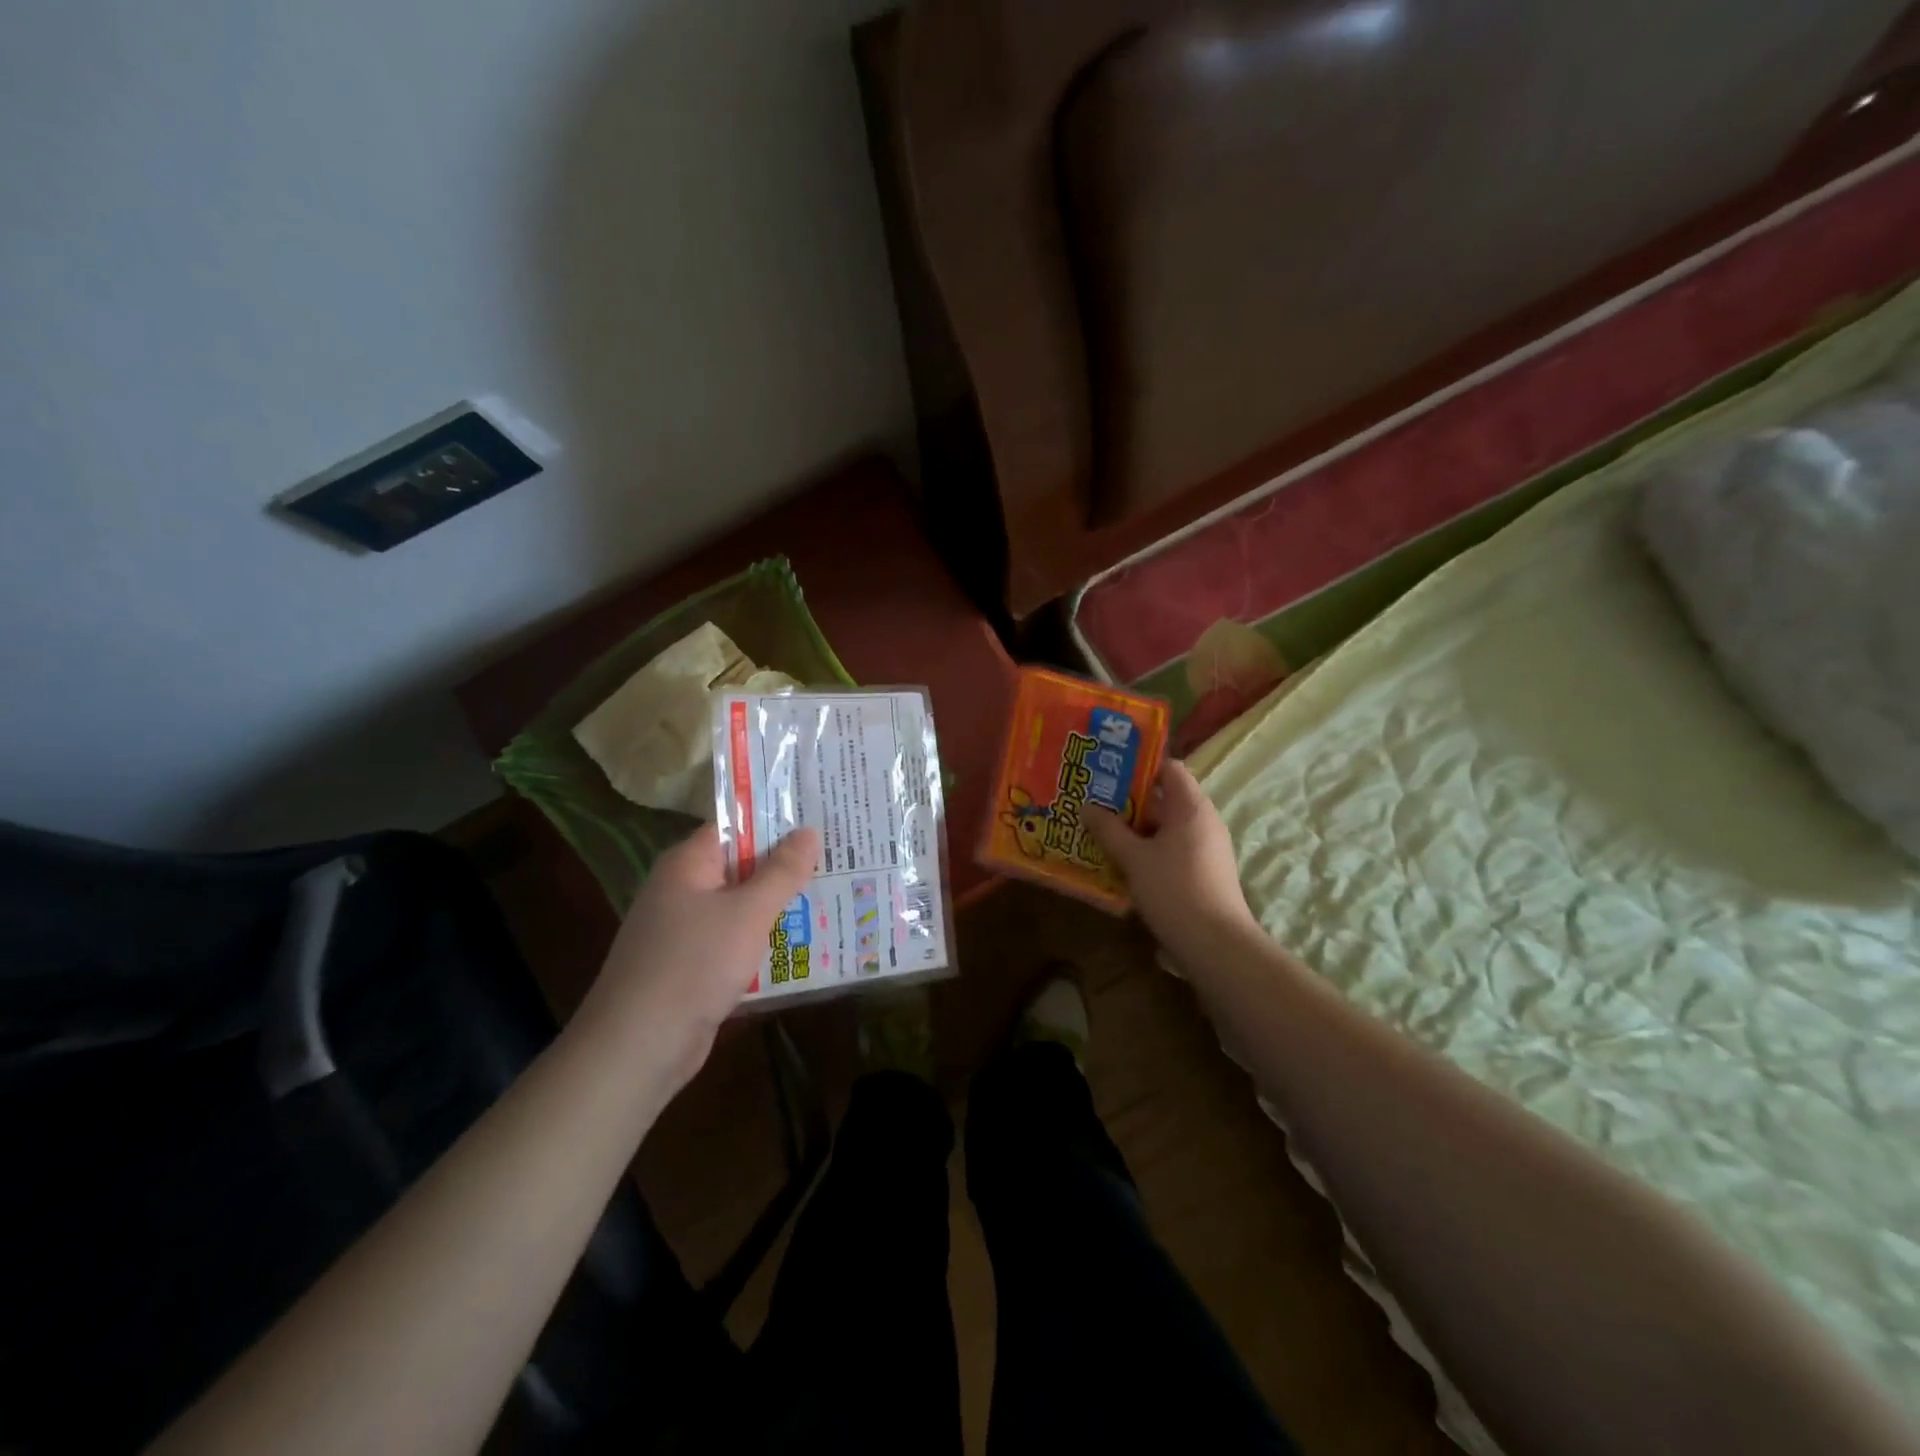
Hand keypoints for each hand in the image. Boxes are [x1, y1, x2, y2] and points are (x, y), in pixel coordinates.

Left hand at [576, 823, 820, 1088]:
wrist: (637, 1048)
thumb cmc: (692, 965)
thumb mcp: (747, 913)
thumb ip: (781, 872)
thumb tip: (809, 831)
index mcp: (688, 864)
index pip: (735, 826)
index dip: (777, 820)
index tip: (820, 817)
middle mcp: (683, 890)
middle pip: (742, 866)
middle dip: (787, 866)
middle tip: (840, 857)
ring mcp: (685, 930)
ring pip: (742, 907)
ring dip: (779, 906)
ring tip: (834, 896)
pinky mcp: (692, 966)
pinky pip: (736, 941)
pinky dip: (764, 941)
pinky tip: (804, 944)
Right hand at [1086, 760, 1260, 966]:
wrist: (1215, 945)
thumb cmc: (1174, 890)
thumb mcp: (1134, 858)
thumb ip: (1109, 830)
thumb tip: (1088, 806)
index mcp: (1191, 807)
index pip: (1169, 768)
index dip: (1139, 765)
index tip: (1107, 770)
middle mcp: (1203, 821)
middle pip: (1164, 798)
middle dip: (1128, 800)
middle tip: (1092, 800)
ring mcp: (1205, 848)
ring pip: (1164, 827)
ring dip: (1134, 828)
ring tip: (1098, 829)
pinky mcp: (1202, 872)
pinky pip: (1170, 849)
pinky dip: (1146, 849)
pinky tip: (1119, 860)